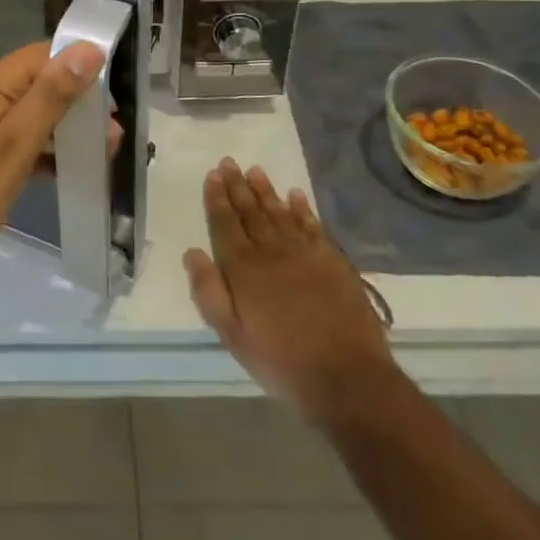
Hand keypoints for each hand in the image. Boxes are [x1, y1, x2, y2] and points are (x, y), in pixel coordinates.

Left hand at [0, 40, 106, 291]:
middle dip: (77, 103)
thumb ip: (50, 96)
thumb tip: (87, 48)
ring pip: (27, 112)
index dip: (82, 69)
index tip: (114, 103)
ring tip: (98, 156)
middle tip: (111, 141)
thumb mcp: (12, 146)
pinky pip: (12, 138)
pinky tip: (61, 170)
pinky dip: (39, 148)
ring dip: (62, 128)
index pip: (44, 54)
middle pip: (37, 82)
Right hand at [183, 158, 396, 421]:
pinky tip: (295, 195)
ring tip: (255, 170)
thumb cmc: (281, 361)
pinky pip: (313, 226)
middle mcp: (271, 251)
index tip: (212, 175)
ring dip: (266, 190)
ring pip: (280, 212)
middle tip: (228, 162)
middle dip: (237, 186)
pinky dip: (302, 208)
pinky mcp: (333, 261)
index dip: (217, 199)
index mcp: (244, 268)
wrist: (347, 377)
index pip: (225, 224)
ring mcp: (305, 253)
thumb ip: (209, 292)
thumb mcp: (232, 335)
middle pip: (251, 211)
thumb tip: (192, 253)